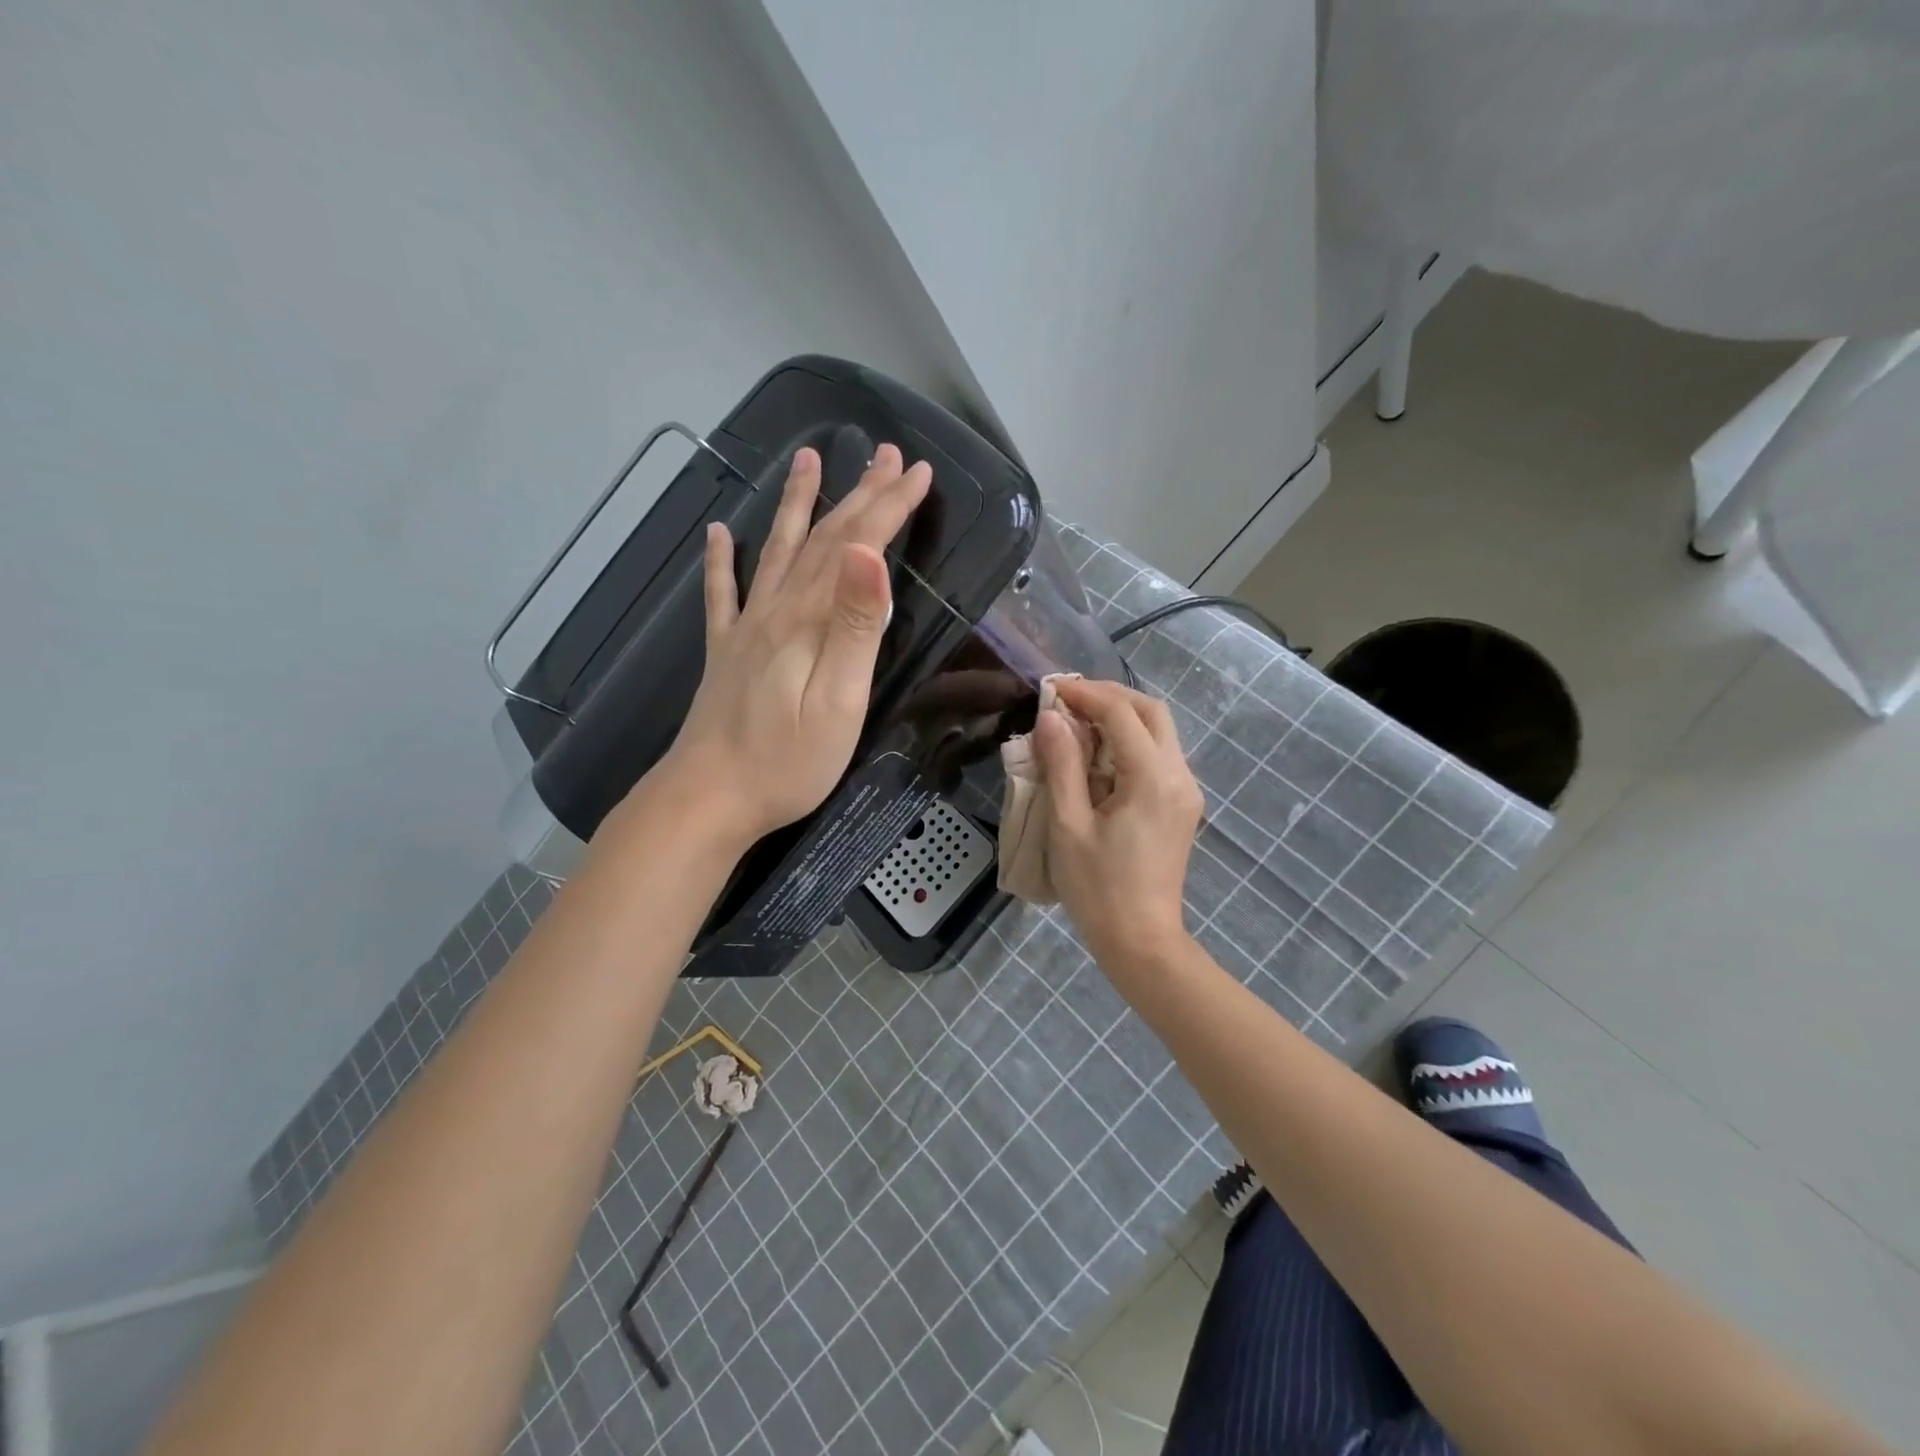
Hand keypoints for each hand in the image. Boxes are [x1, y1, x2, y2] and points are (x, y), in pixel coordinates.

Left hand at [654, 443, 930, 845]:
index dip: (889, 507)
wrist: (709, 797)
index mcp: (809, 620)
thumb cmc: (788, 761)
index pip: (856, 548)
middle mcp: (776, 611)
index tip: (918, 472)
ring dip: (796, 505)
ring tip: (807, 460)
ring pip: (778, 552)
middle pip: (823, 540)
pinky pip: (721, 594)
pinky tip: (719, 533)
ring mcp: (745, 629)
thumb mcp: (839, 701)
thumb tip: (870, 555)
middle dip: (860, 495)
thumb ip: (855, 627)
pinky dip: (721, 560)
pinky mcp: (726, 653)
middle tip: (887, 455)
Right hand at [1035, 677, 1204, 972]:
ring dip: (1121, 717)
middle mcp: (1179, 775)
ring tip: (1078, 722)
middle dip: (1110, 697)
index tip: (1051, 689)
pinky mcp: (1182, 806)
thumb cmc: (1098, 888)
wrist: (1141, 941)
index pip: (1121, 713)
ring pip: (1159, 731)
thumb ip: (1061, 765)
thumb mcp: (1068, 825)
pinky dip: (1130, 741)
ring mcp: (1186, 791)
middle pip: (1152, 711)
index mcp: (1151, 777)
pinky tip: (1098, 755)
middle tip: (1069, 699)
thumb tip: (1051, 717)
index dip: (1085, 694)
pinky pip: (1159, 756)